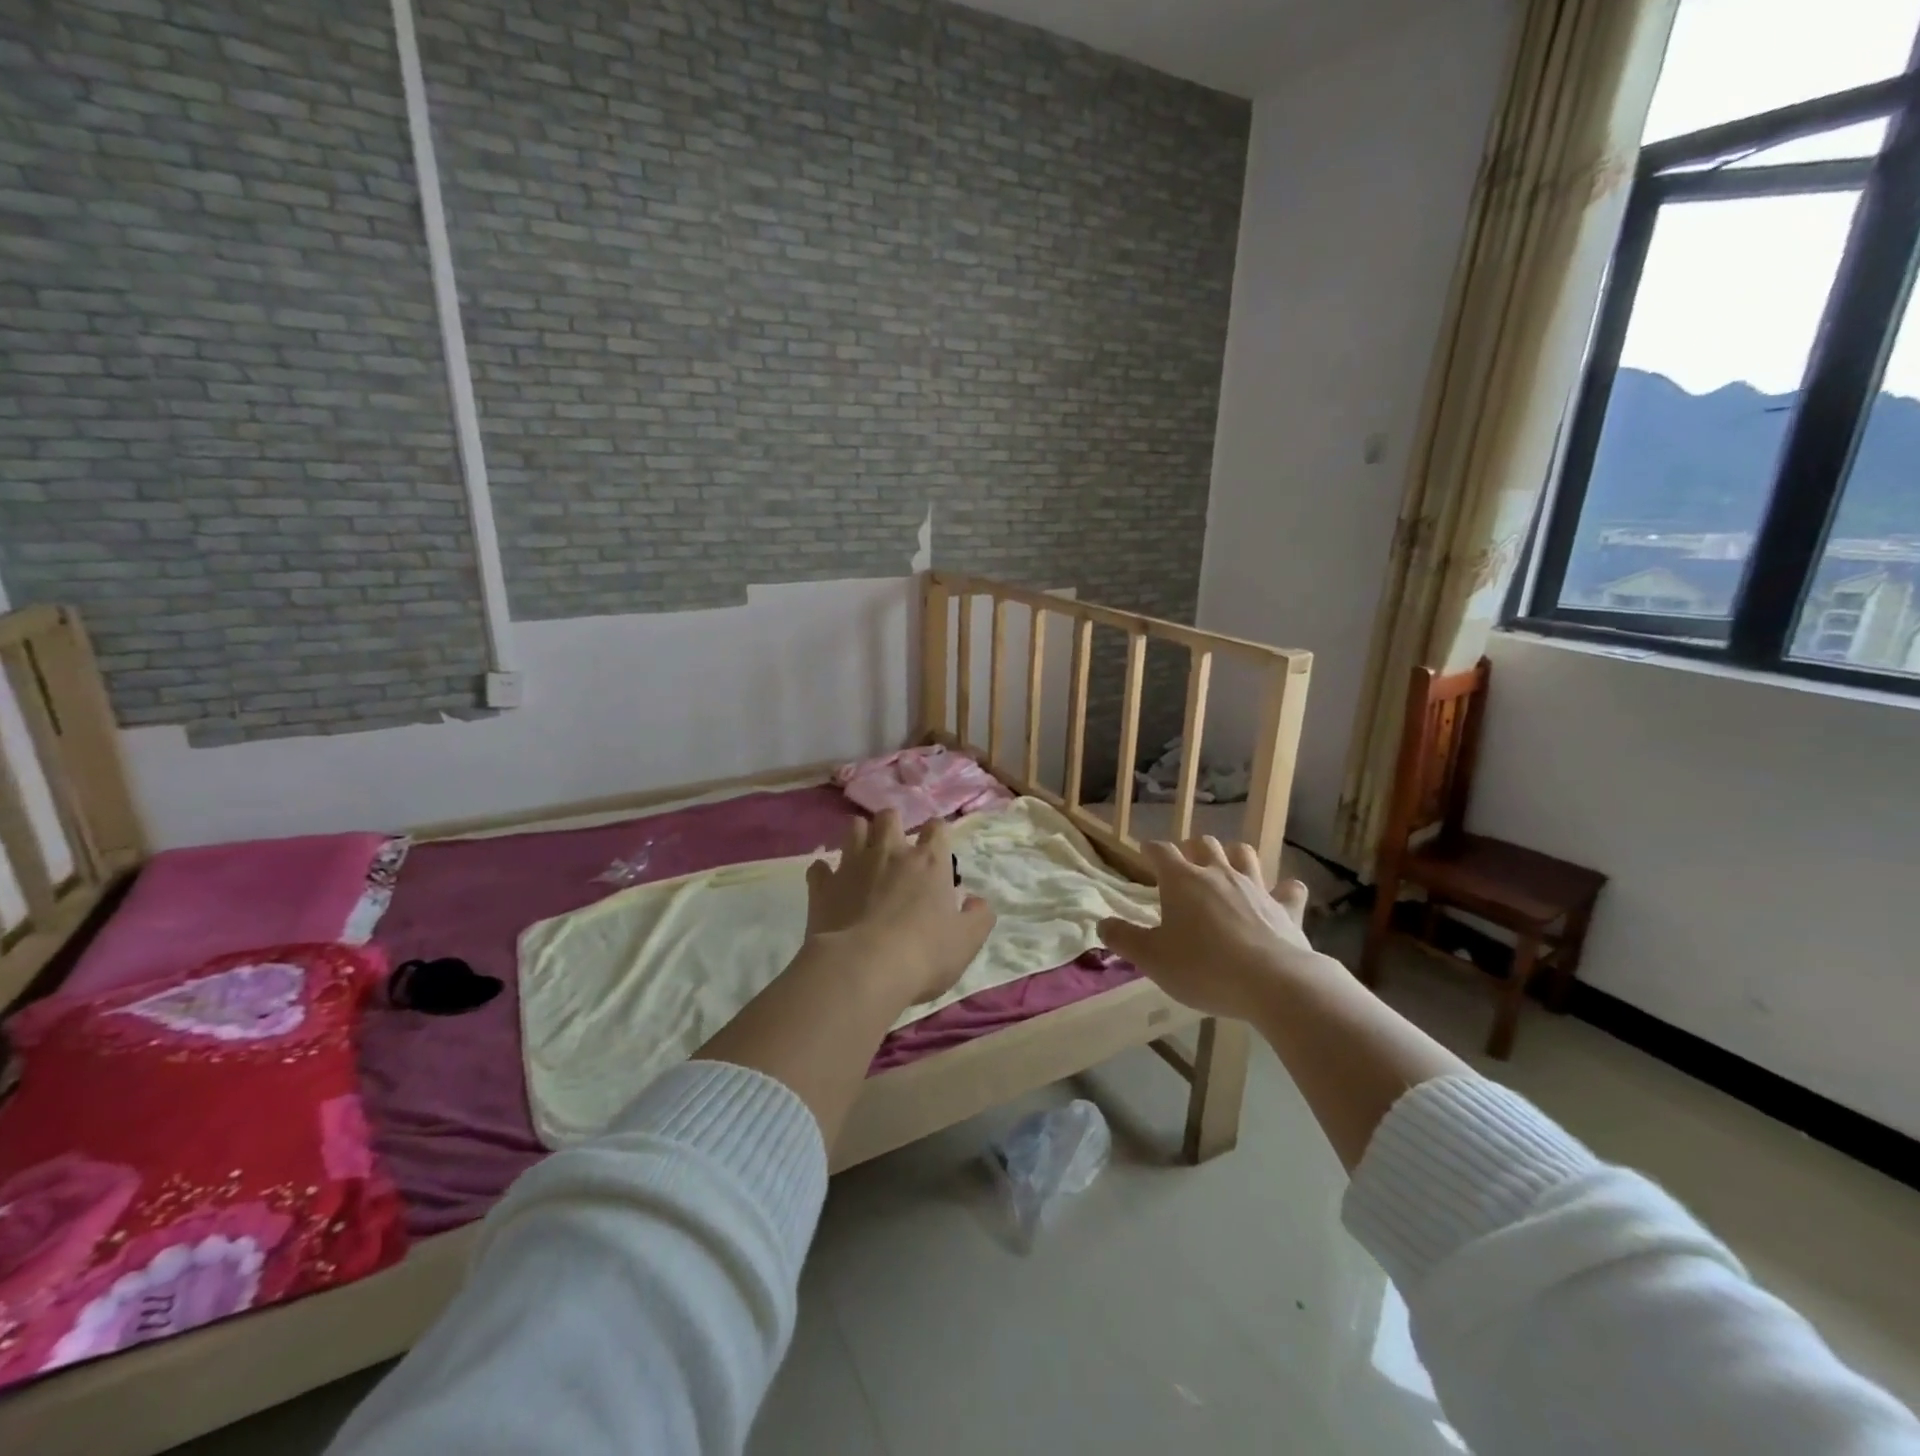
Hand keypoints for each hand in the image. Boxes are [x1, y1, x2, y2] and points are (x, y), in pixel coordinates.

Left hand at [805, 811, 995, 1010]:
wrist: (863, 969)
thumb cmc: (923, 954)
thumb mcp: (967, 941)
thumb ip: (979, 917)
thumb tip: (976, 902)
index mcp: (928, 862)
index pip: (937, 828)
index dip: (938, 833)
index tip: (938, 848)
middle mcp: (890, 853)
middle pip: (889, 816)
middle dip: (893, 824)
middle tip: (896, 847)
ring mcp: (852, 866)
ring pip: (854, 829)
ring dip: (860, 837)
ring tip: (864, 855)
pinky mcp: (823, 886)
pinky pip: (819, 868)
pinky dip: (825, 873)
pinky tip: (830, 885)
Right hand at [1098, 838, 1321, 1021]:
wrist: (1274, 983)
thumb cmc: (1203, 967)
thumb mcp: (1152, 959)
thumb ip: (1124, 939)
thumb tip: (1102, 923)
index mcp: (1181, 880)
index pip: (1161, 851)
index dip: (1151, 850)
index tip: (1145, 854)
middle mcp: (1218, 874)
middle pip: (1204, 844)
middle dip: (1192, 849)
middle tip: (1185, 866)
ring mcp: (1256, 887)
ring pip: (1244, 854)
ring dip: (1233, 856)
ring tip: (1227, 868)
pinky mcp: (1286, 908)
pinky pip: (1289, 889)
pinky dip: (1283, 889)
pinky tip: (1281, 895)